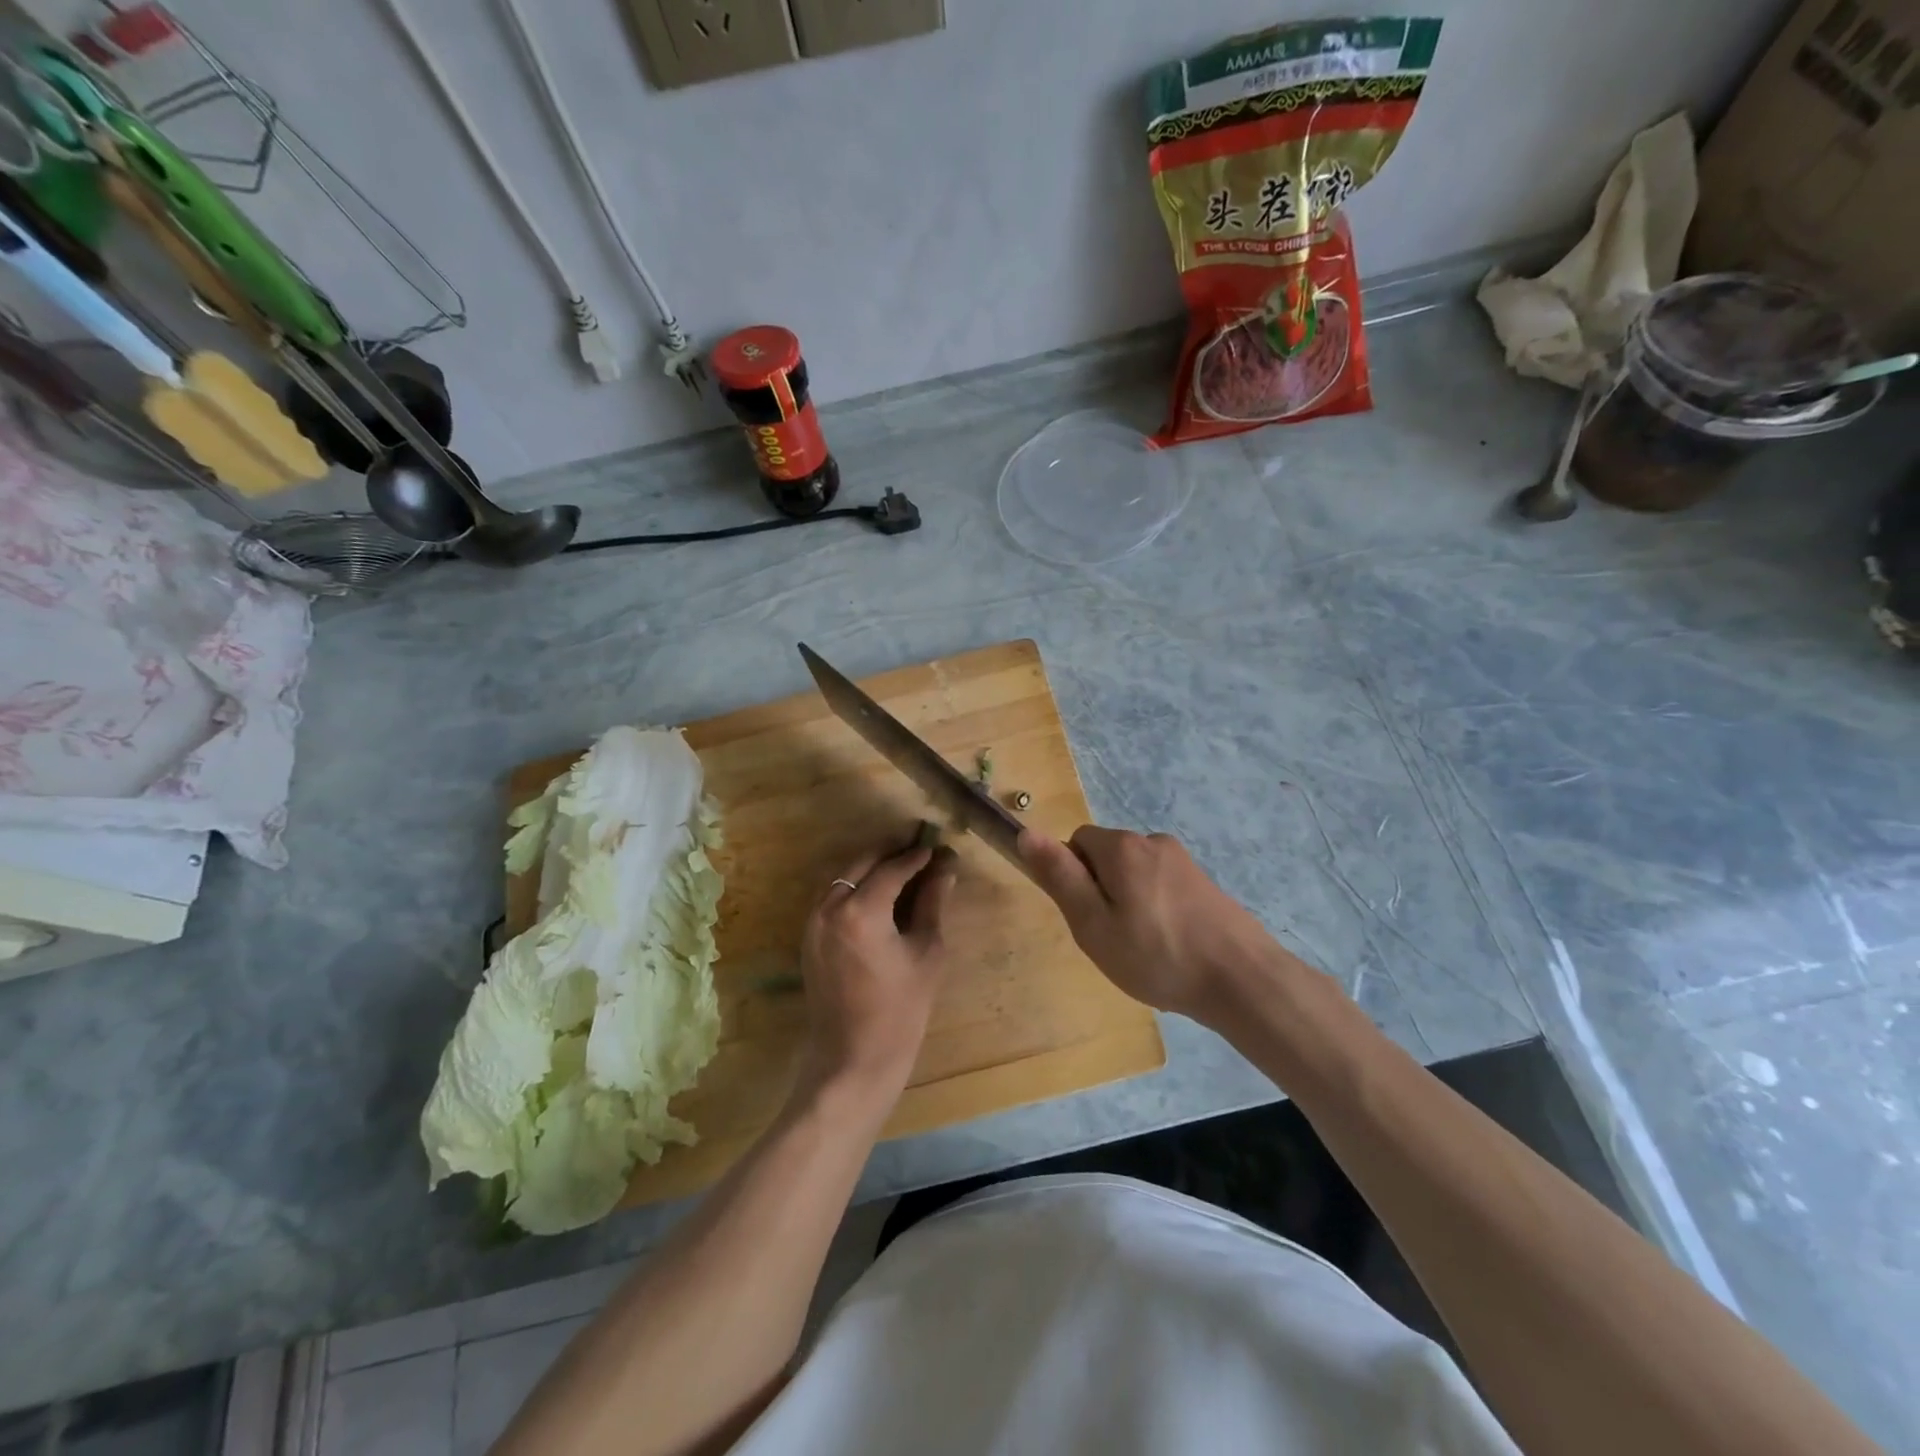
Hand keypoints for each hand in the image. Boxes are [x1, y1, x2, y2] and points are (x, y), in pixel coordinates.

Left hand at [796, 841, 958, 1108]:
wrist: (853, 1059)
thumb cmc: (900, 1010)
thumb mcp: (927, 951)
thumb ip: (933, 903)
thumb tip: (946, 868)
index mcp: (861, 910)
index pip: (892, 868)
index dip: (917, 856)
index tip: (938, 847)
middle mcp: (830, 906)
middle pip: (862, 863)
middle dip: (891, 852)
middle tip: (920, 850)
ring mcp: (813, 921)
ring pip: (844, 877)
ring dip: (871, 867)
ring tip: (902, 868)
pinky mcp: (808, 936)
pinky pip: (833, 896)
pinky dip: (855, 886)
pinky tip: (878, 894)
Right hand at [1020, 826, 1282, 1021]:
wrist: (1242, 979)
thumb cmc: (1157, 955)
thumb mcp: (1093, 924)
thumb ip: (1060, 877)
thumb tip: (1026, 833)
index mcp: (1121, 847)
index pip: (1076, 842)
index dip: (1072, 877)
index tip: (1086, 916)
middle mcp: (1152, 842)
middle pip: (1107, 856)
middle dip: (1101, 890)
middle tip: (1111, 937)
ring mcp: (1183, 861)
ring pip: (1135, 873)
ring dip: (1129, 901)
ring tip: (1142, 948)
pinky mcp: (1204, 882)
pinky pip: (1161, 886)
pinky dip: (1155, 908)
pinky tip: (1168, 946)